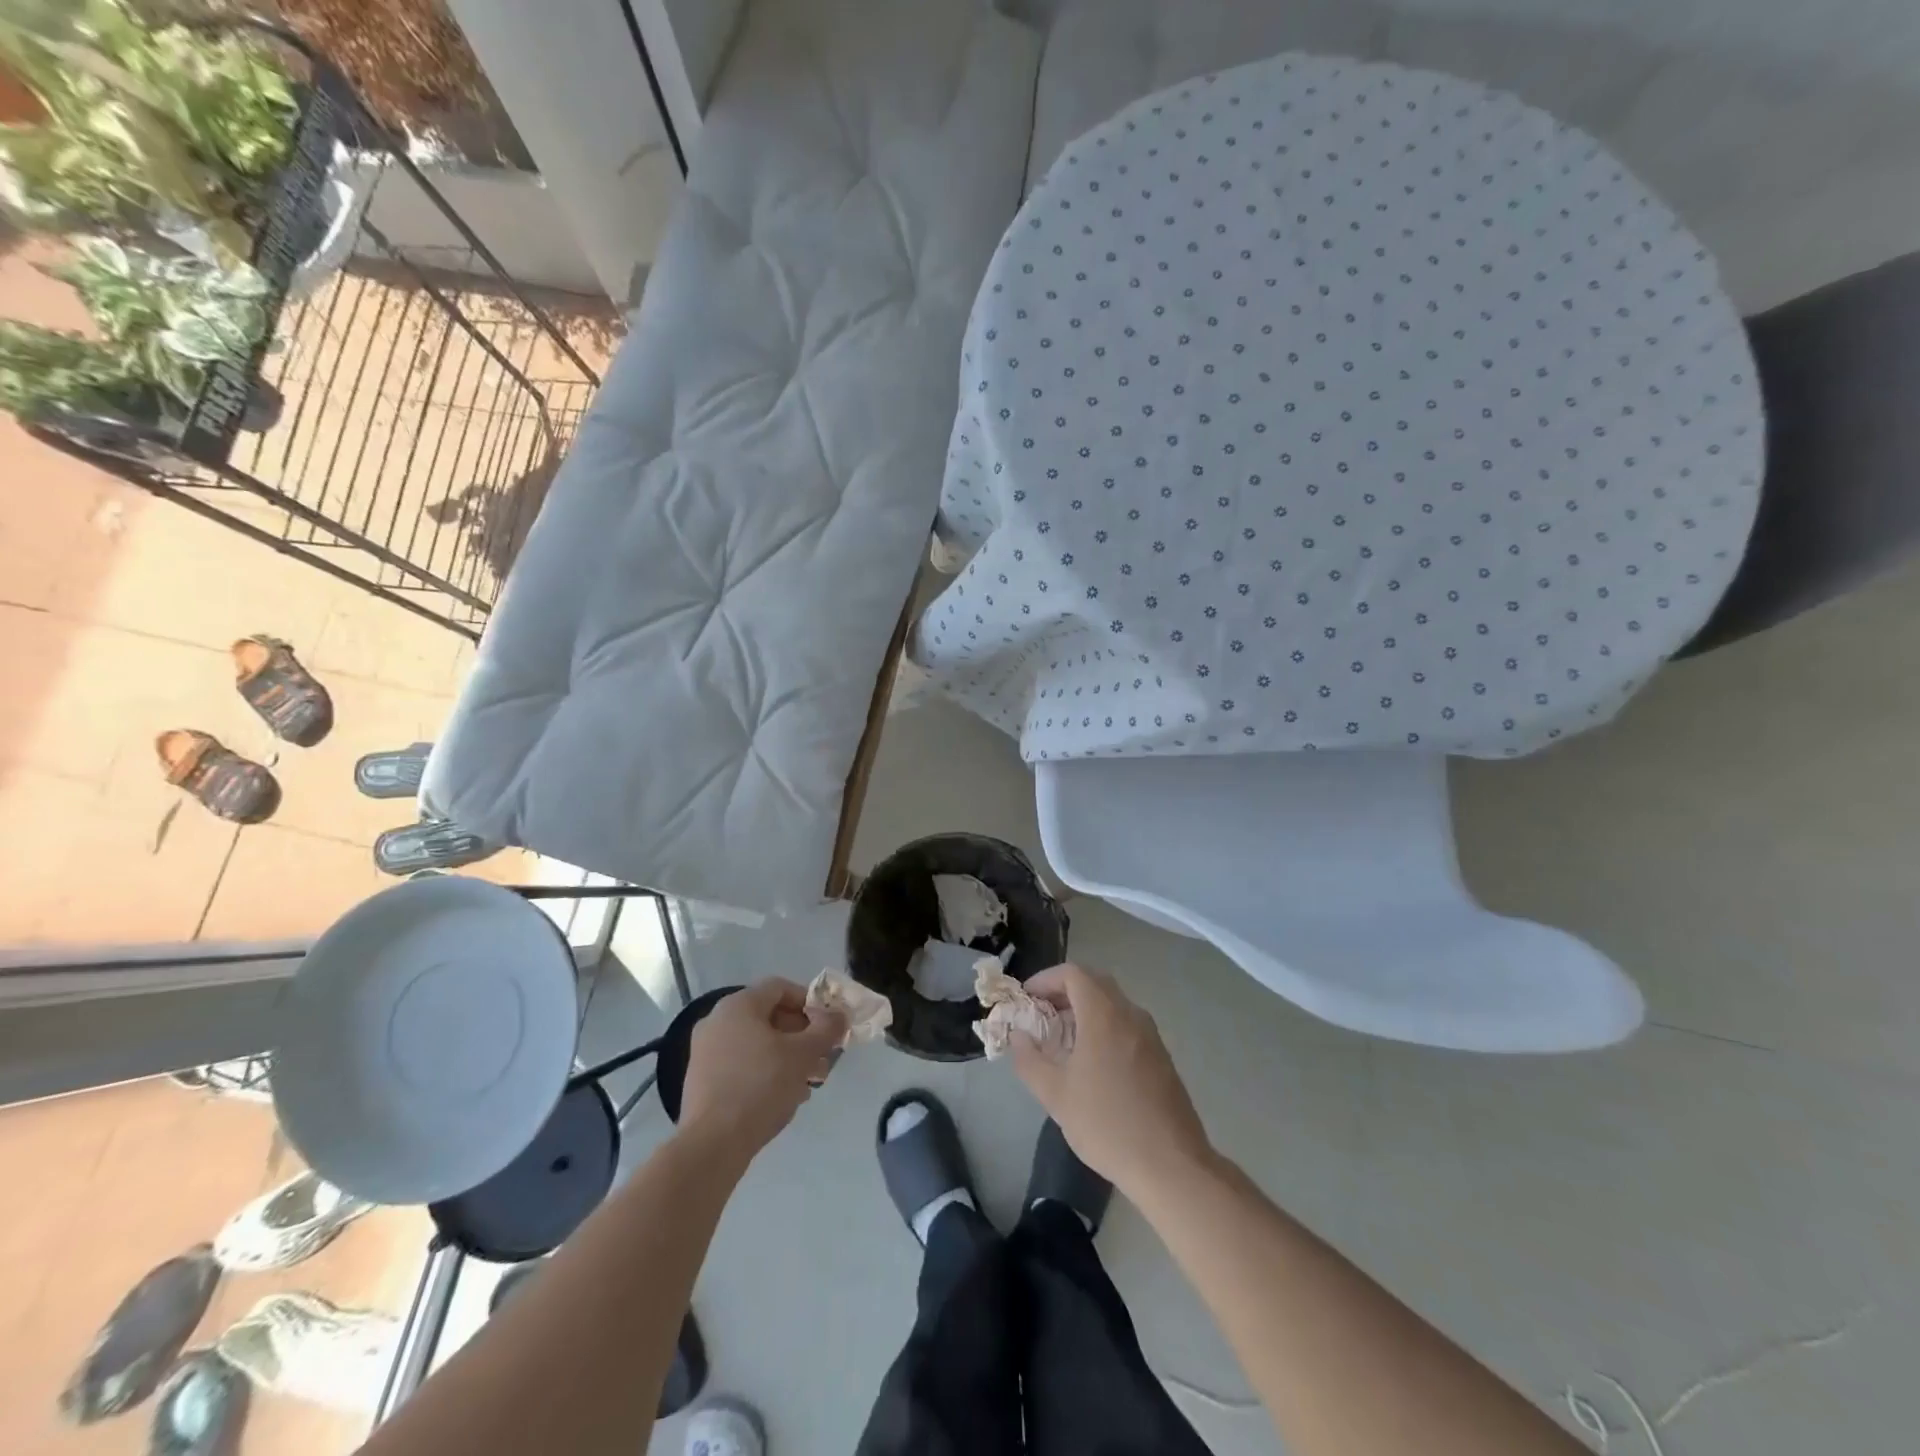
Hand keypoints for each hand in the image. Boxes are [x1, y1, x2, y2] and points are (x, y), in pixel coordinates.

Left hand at [678, 979, 845, 1161]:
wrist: (712, 1144)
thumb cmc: (761, 1085)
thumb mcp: (804, 1054)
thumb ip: (826, 1029)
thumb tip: (839, 1016)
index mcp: (738, 1005)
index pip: (781, 988)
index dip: (810, 1001)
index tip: (828, 1025)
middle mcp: (717, 1021)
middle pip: (770, 1016)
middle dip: (802, 1034)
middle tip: (823, 1056)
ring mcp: (706, 1052)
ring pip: (757, 1043)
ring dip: (787, 1056)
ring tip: (810, 1081)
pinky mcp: (702, 1080)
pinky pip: (742, 1064)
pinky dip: (765, 1071)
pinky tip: (785, 1096)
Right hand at [1011, 963, 1212, 1196]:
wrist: (1171, 1165)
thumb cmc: (1107, 1124)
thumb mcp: (1055, 1095)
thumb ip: (1030, 1060)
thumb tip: (1019, 1037)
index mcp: (1104, 1015)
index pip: (1073, 973)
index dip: (1045, 979)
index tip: (1026, 998)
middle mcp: (1130, 1014)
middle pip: (1094, 983)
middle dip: (1063, 992)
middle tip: (1041, 1014)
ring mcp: (1150, 1034)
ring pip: (1112, 1004)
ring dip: (1084, 1010)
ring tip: (1061, 1039)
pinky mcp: (1161, 1056)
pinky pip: (1126, 1024)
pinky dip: (1103, 1026)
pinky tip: (1091, 1062)